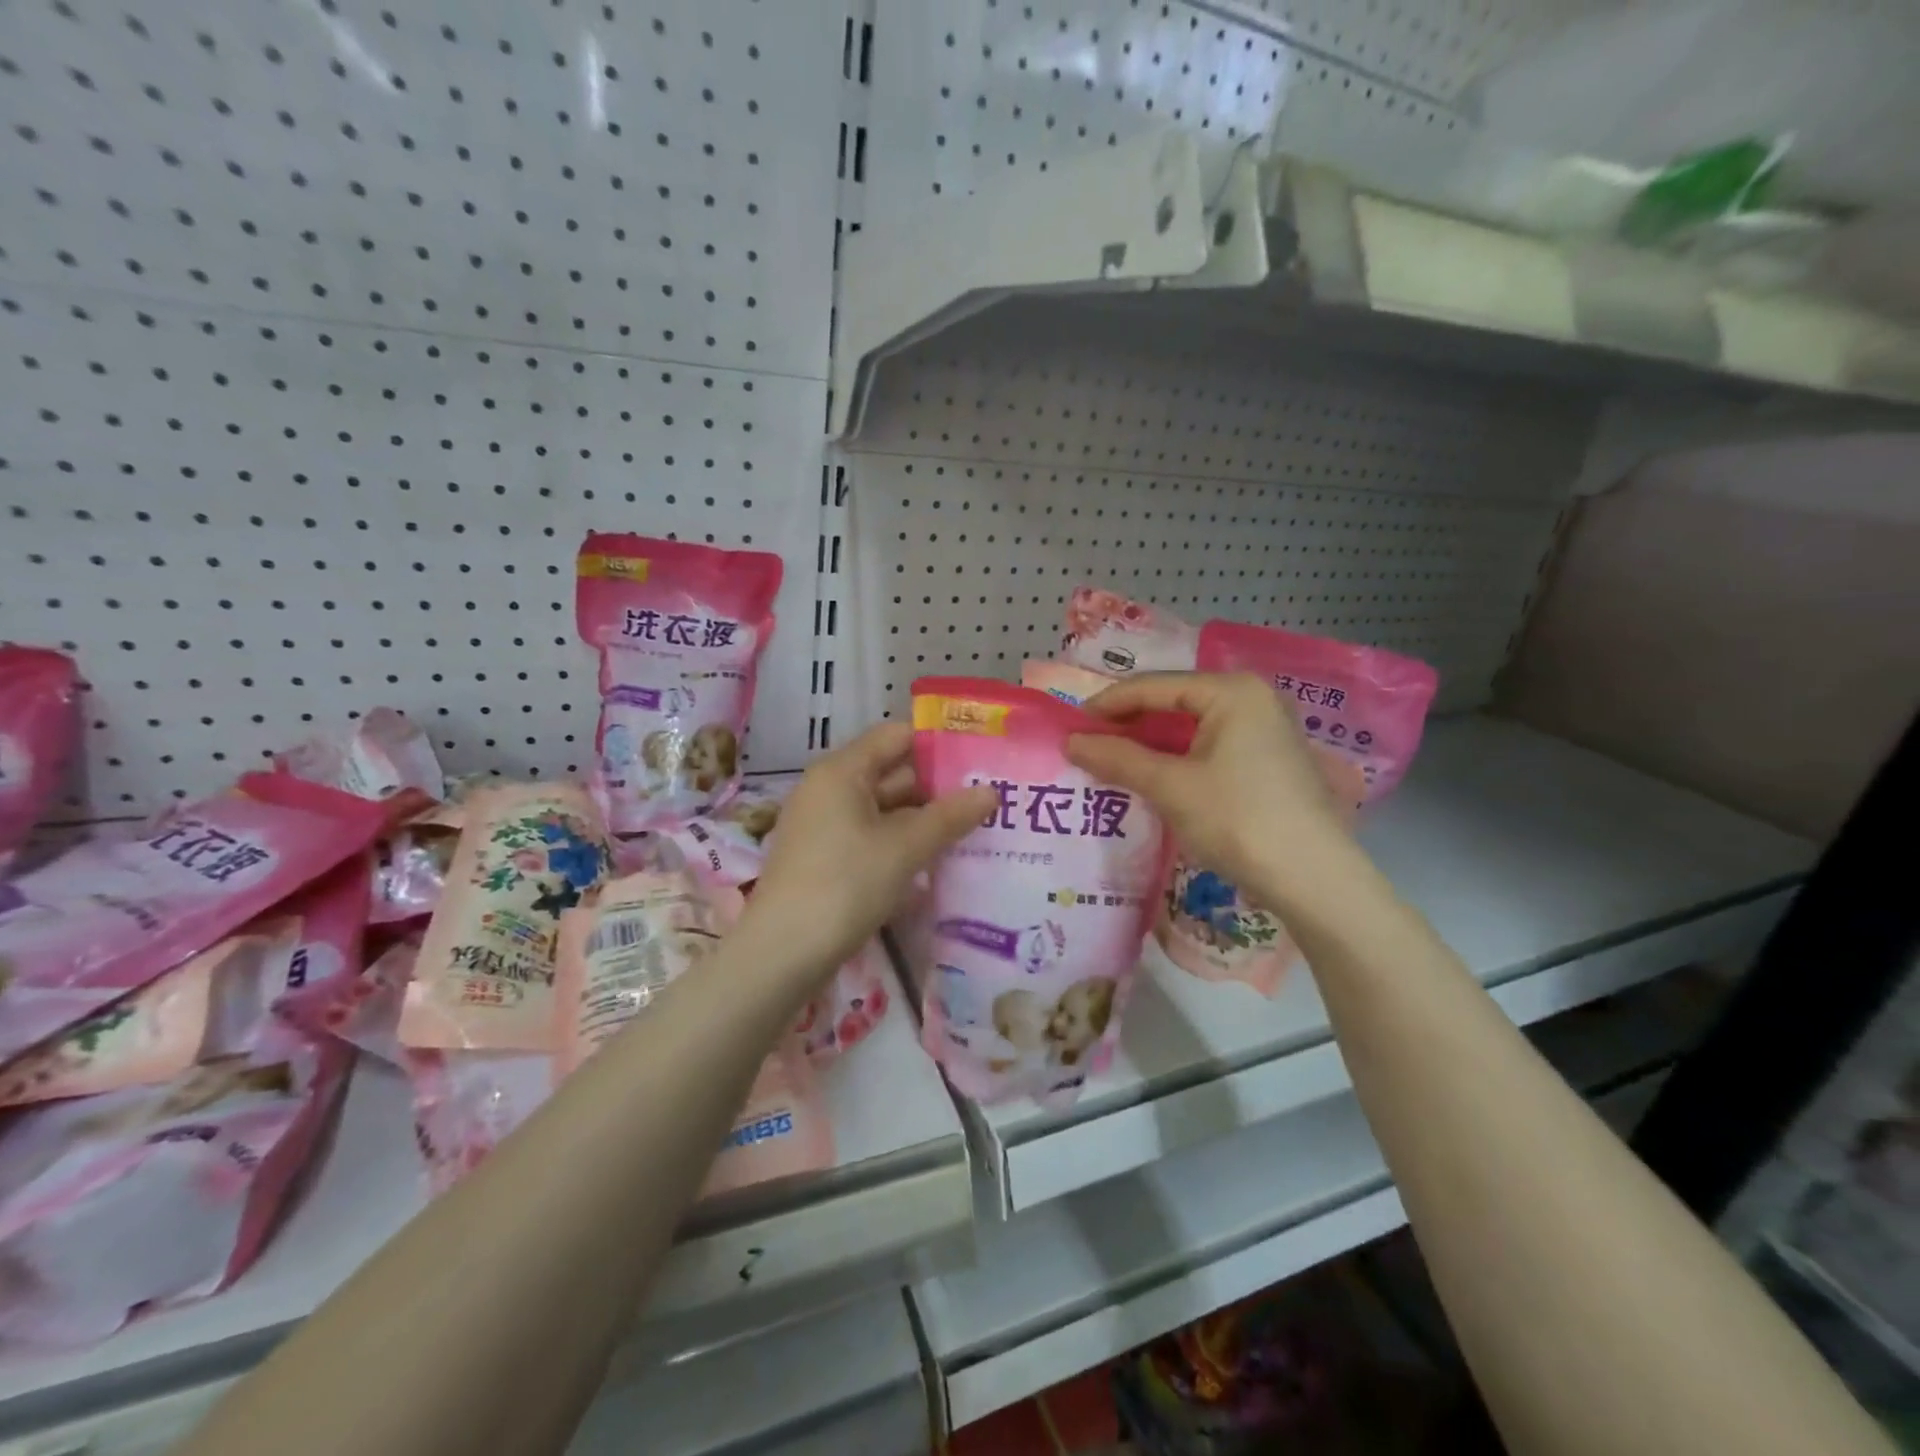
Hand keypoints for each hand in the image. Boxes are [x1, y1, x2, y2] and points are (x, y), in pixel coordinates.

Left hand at [746, 723, 995, 974]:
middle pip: (891, 772)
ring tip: (972, 831)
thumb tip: (991, 791)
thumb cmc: (845, 885)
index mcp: (842, 771)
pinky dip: (900, 844)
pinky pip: (871, 837)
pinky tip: (935, 863)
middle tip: (988, 799)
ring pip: (883, 810)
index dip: (938, 744)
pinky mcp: (824, 858)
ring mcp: (824, 825)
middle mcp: (829, 789)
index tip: (980, 760)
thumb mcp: (905, 848)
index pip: (896, 736)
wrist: (782, 954)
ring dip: (922, 820)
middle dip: (937, 788)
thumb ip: (949, 816)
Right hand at [1065, 673, 1349, 907]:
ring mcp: (1266, 728)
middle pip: (1174, 701)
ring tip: (1113, 762)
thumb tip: (1070, 742)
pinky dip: (1177, 758)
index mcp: (1231, 691)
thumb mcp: (1170, 787)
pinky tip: (1154, 777)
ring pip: (1192, 726)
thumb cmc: (1238, 820)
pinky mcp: (1270, 759)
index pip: (1153, 686)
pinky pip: (1210, 746)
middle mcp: (1252, 698)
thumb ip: (1118, 758)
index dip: (1108, 705)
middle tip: (1089, 745)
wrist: (1314, 880)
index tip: (1070, 726)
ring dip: (1151, 743)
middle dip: (1129, 724)